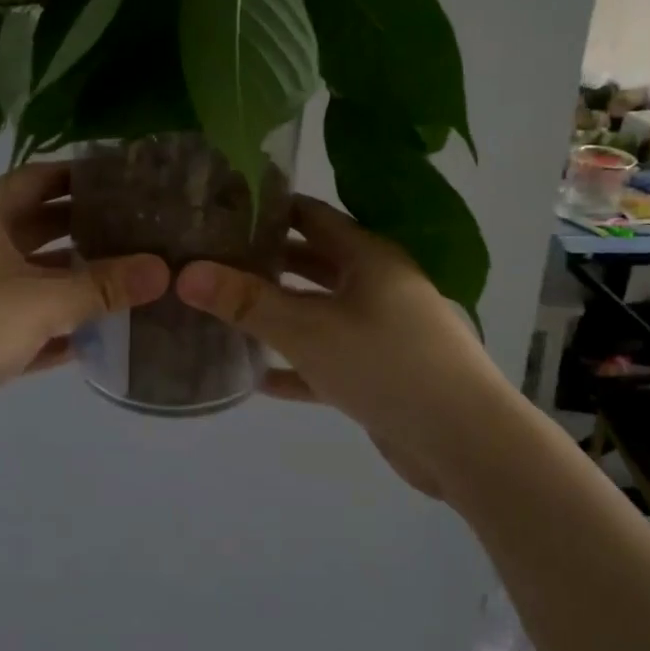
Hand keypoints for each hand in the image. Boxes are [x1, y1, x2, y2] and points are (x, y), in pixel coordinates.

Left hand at [0, 163, 168, 463]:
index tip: (129, 180)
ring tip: (137, 279)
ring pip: (39, 279)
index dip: (82, 176)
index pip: (40, 179)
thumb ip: (104, 286)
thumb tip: (162, 270)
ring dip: (80, 282)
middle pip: (42, 228)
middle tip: (145, 231)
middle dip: (90, 230)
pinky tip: (107, 333)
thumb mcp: (41, 300)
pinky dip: (63, 328)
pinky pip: (32, 324)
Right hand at [174, 196, 498, 495]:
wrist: (464, 441)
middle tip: (215, 261)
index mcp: (366, 257)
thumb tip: (186, 272)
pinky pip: (328, 359)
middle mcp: (376, 285)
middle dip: (267, 261)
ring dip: (280, 313)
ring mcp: (382, 330)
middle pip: (313, 262)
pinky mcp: (381, 373)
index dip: (269, 209)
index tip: (222, 208)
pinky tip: (257, 378)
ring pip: (320, 312)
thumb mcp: (307, 329)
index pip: (311, 215)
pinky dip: (297, 365)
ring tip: (227, 312)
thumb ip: (246, 301)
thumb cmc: (385, 364)